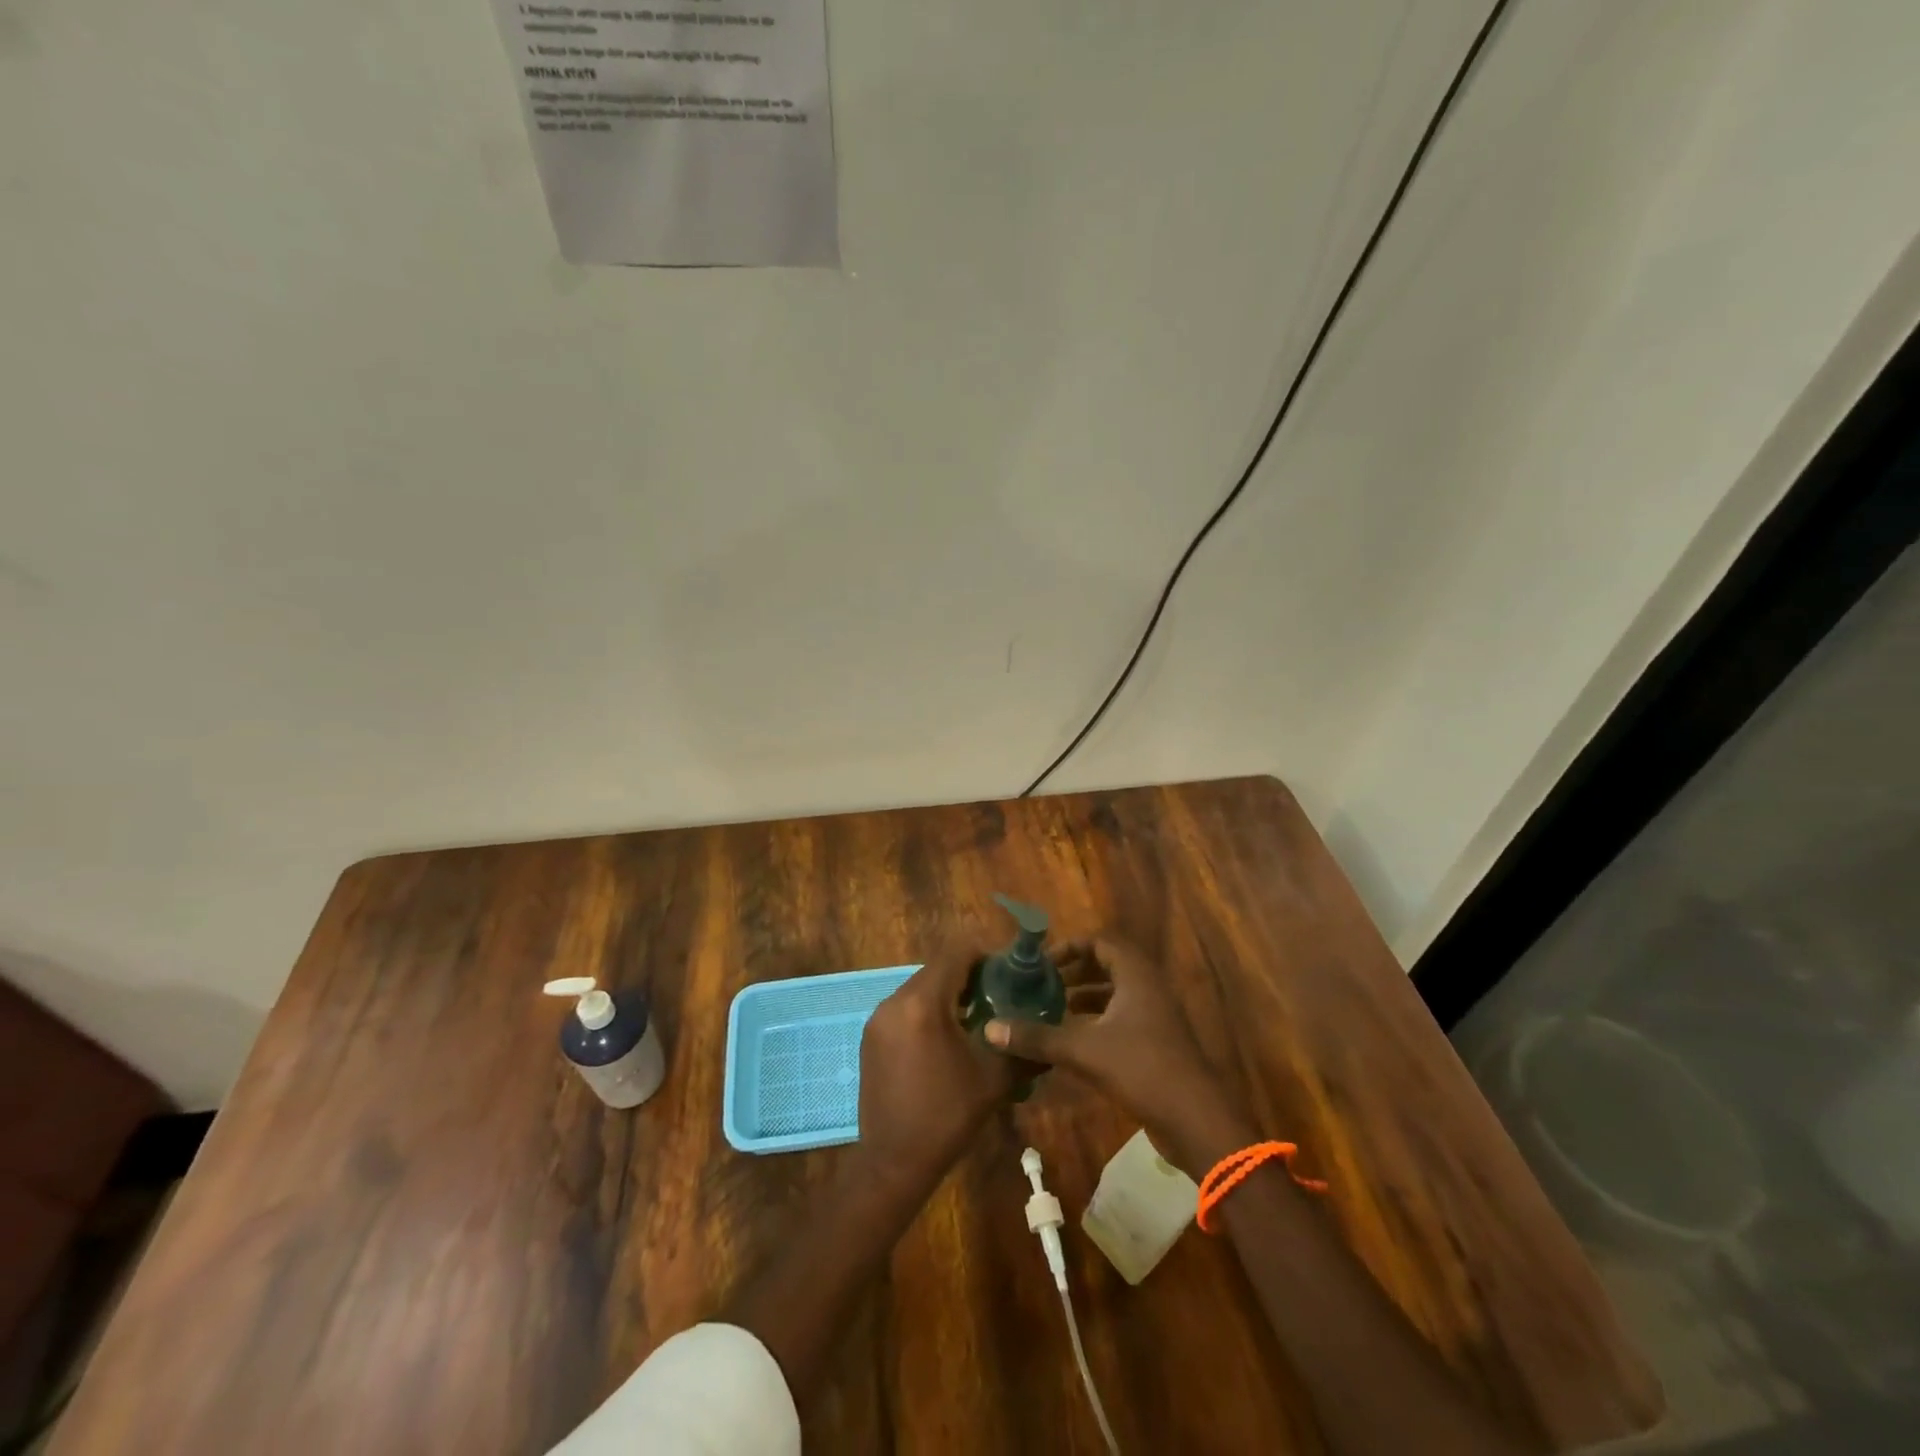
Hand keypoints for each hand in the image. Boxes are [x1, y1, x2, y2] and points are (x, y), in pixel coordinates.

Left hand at [857, 942, 1018, 1190]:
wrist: (893, 1162)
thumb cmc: (947, 1117)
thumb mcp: (994, 1080)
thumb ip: (1021, 1046)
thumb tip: (1048, 1028)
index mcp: (923, 1003)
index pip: (956, 953)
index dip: (985, 954)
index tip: (1009, 971)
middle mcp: (895, 1001)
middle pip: (937, 968)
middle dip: (969, 975)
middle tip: (999, 994)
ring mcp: (878, 1018)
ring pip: (920, 987)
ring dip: (948, 993)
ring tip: (977, 1016)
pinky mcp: (871, 1036)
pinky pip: (905, 1007)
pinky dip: (928, 1010)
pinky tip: (947, 1037)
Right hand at [984, 936, 1253, 1178]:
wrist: (1196, 1121)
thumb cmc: (1142, 1069)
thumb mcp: (1083, 1050)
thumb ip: (1038, 1037)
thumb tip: (990, 1028)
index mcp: (1137, 976)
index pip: (1102, 942)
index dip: (1071, 947)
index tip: (1043, 963)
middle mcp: (1148, 989)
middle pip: (1108, 967)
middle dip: (1074, 973)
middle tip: (1042, 985)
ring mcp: (1156, 1019)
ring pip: (1115, 996)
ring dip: (1084, 999)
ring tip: (1051, 1011)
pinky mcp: (1156, 1046)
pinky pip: (1121, 1021)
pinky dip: (1096, 1023)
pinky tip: (1071, 1043)